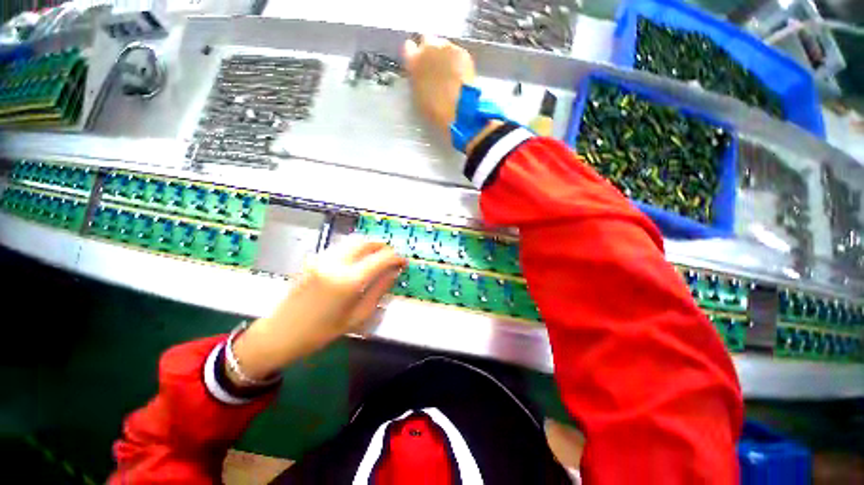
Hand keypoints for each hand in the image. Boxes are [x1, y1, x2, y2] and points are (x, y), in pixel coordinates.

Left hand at [229, 239, 405, 383]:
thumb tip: (394, 273)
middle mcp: (336, 262)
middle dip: (383, 246)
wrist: (281, 333)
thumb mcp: (358, 316)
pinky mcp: (314, 258)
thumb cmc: (322, 332)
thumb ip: (379, 290)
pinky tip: (359, 262)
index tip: (403, 262)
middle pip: (366, 242)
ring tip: (377, 259)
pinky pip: (342, 247)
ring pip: (353, 241)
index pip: (381, 258)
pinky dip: (356, 249)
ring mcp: (322, 258)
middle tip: (391, 258)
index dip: (396, 257)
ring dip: (369, 246)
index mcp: (349, 280)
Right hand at [403, 35, 475, 134]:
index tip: (417, 63)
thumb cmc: (434, 109)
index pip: (408, 48)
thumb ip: (416, 79)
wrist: (458, 109)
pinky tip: (459, 74)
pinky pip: (457, 53)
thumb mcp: (417, 95)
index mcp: (413, 61)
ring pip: (443, 45)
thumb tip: (418, 73)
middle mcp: (429, 47)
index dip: (414, 56)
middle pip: (427, 40)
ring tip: (448, 71)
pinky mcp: (463, 52)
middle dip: (430, 51)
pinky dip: (457, 60)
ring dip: (444, 55)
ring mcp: (447, 47)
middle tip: (434, 67)